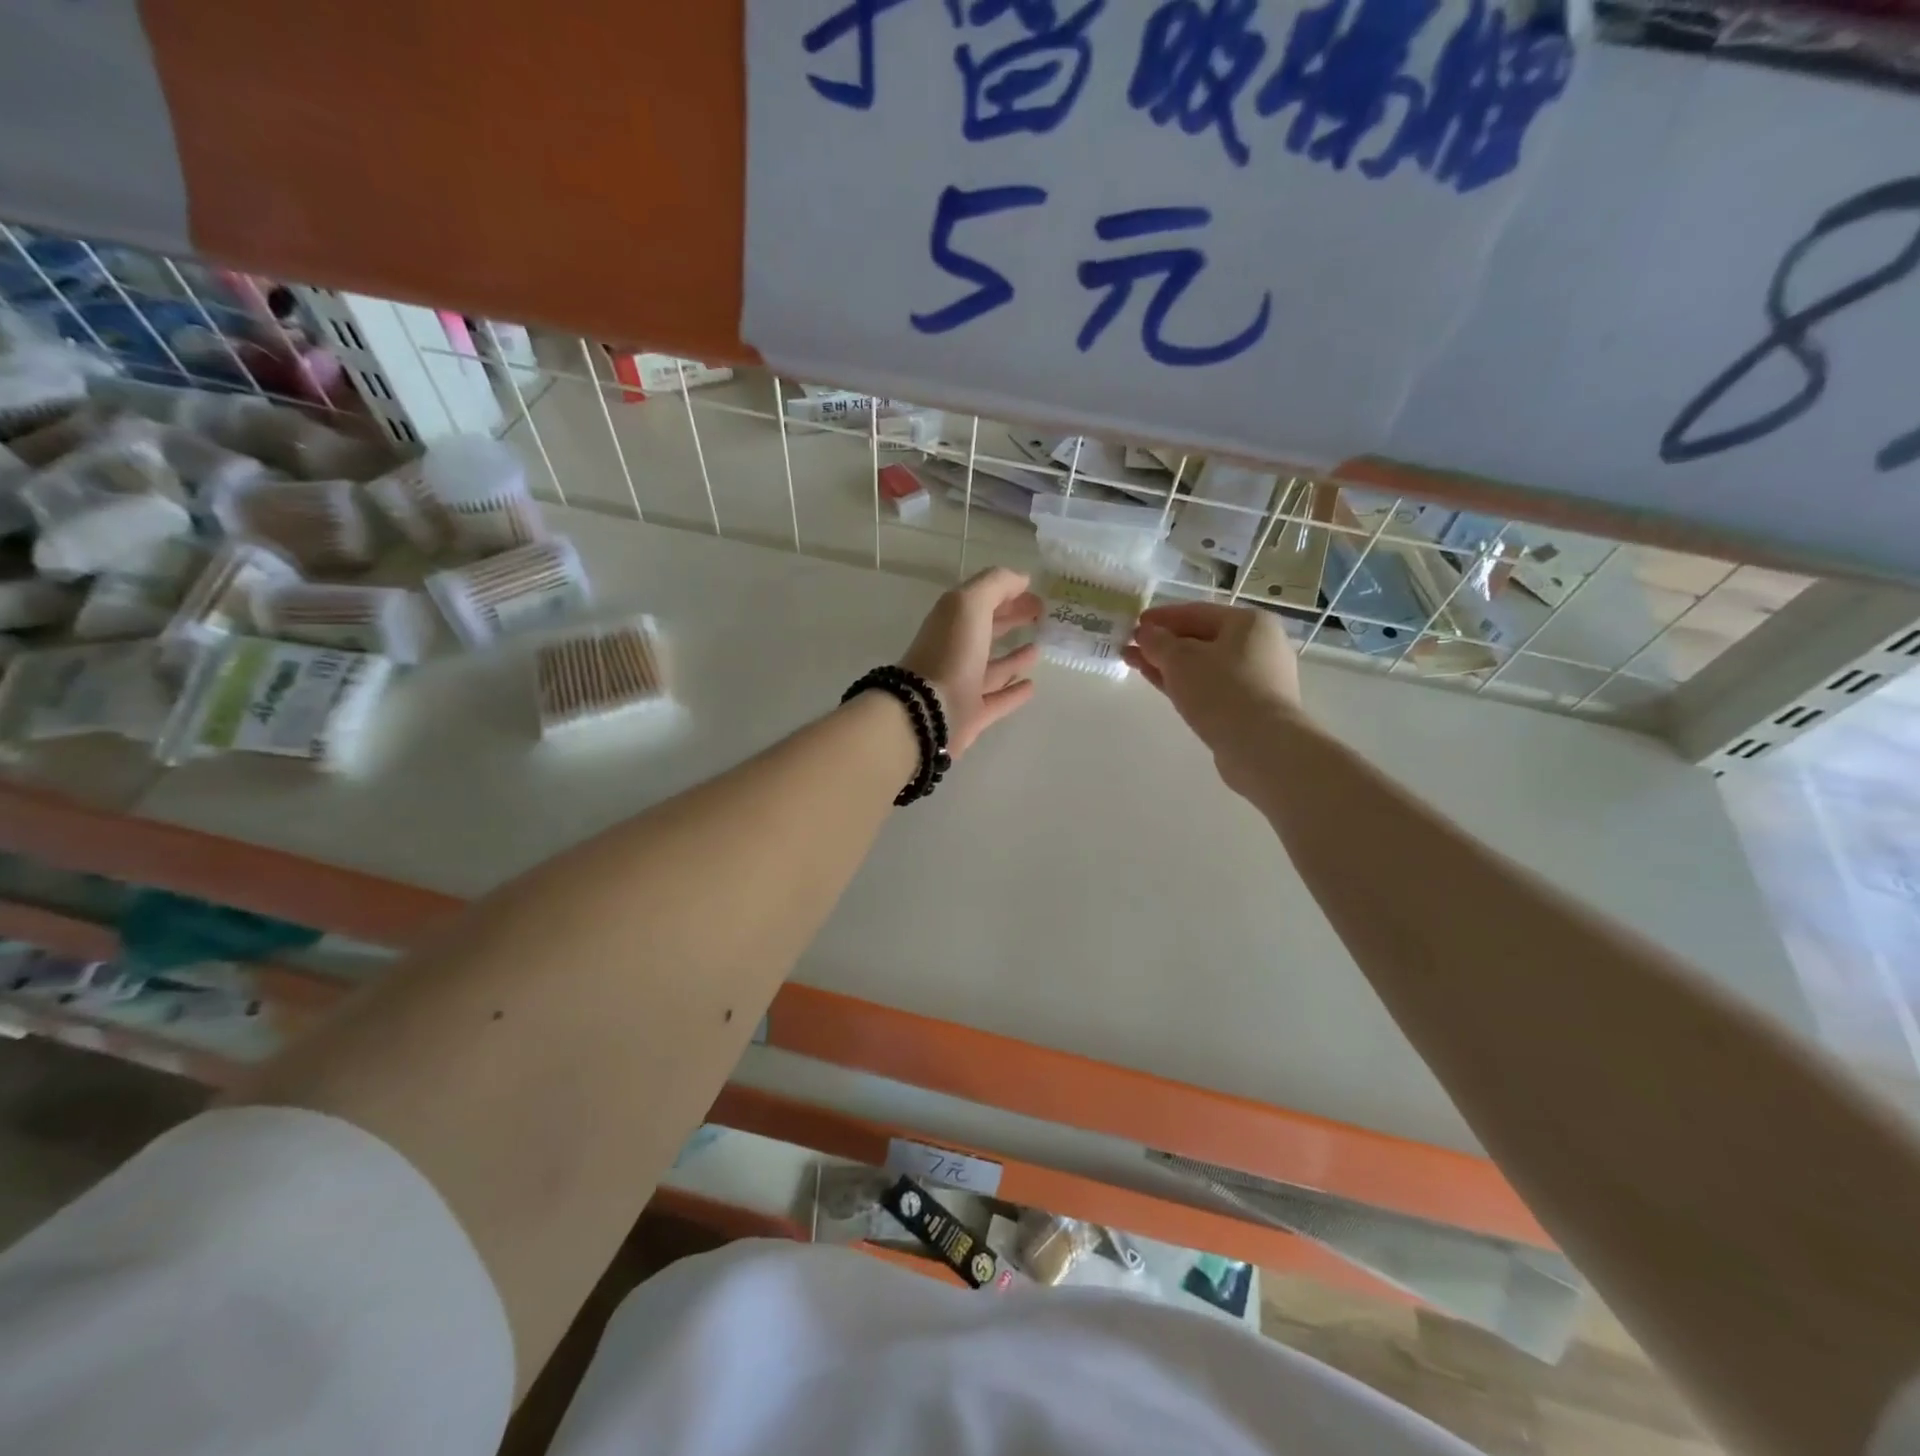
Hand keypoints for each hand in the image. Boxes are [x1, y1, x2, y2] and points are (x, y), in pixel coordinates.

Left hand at [899, 567, 1042, 756]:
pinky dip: (1014, 692)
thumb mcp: (970, 604)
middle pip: (986, 631)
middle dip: (1011, 620)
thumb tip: (1021, 579)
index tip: (1035, 594)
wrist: (928, 710)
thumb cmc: (950, 651)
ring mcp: (962, 684)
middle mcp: (955, 651)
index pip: (981, 602)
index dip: (1007, 594)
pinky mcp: (971, 714)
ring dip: (1014, 658)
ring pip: (992, 668)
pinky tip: (1032, 685)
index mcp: (951, 622)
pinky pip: (997, 700)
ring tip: (1038, 649)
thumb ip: (995, 585)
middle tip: (1041, 616)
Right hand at [1125, 602, 1305, 795]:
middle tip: (1131, 647)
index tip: (1134, 623)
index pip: (1197, 612)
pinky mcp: (1250, 707)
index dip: (1162, 617)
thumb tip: (1146, 633)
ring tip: (1137, 665)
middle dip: (1163, 643)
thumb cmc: (1222, 691)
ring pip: (1204, 665)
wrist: (1261, 746)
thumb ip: (1158, 642)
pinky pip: (1211, 687)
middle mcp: (1259, 645)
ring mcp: (1257, 678)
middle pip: (1201, 639)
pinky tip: (1162, 686)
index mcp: (1249, 623)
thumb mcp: (1180, 660)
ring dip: (1170, 665)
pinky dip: (1185, 684)